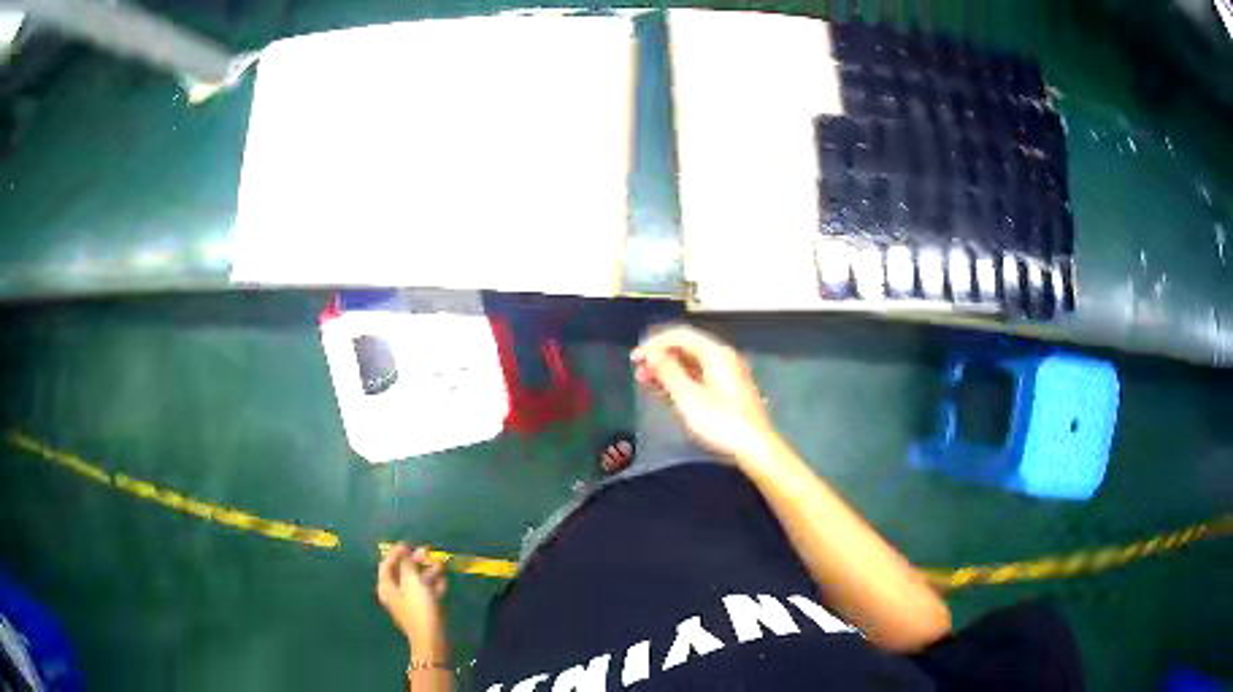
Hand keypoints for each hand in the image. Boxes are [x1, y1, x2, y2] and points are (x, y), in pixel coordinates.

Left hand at [376, 543, 447, 651]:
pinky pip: (426, 592)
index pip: (386, 564)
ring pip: (416, 581)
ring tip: (441, 564)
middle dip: (415, 561)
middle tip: (427, 551)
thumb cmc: (418, 607)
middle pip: (402, 572)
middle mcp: (395, 593)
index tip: (408, 544)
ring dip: (428, 571)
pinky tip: (443, 580)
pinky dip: (433, 584)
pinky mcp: (422, 609)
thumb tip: (404, 552)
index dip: (396, 552)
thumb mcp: (412, 582)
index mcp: (387, 586)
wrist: (432, 638)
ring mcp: (409, 602)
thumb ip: (407, 565)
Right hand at [631, 325, 779, 462]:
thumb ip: (668, 372)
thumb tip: (652, 354)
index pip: (680, 336)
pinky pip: (699, 376)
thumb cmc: (721, 423)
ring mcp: (727, 375)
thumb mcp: (689, 398)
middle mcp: (723, 358)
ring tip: (645, 380)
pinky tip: (665, 391)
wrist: (756, 448)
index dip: (654, 343)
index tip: (635, 357)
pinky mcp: (728, 391)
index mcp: (716, 354)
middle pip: (686, 348)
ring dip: (667, 369)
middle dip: (660, 356)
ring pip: (692, 363)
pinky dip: (680, 380)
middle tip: (637, 369)